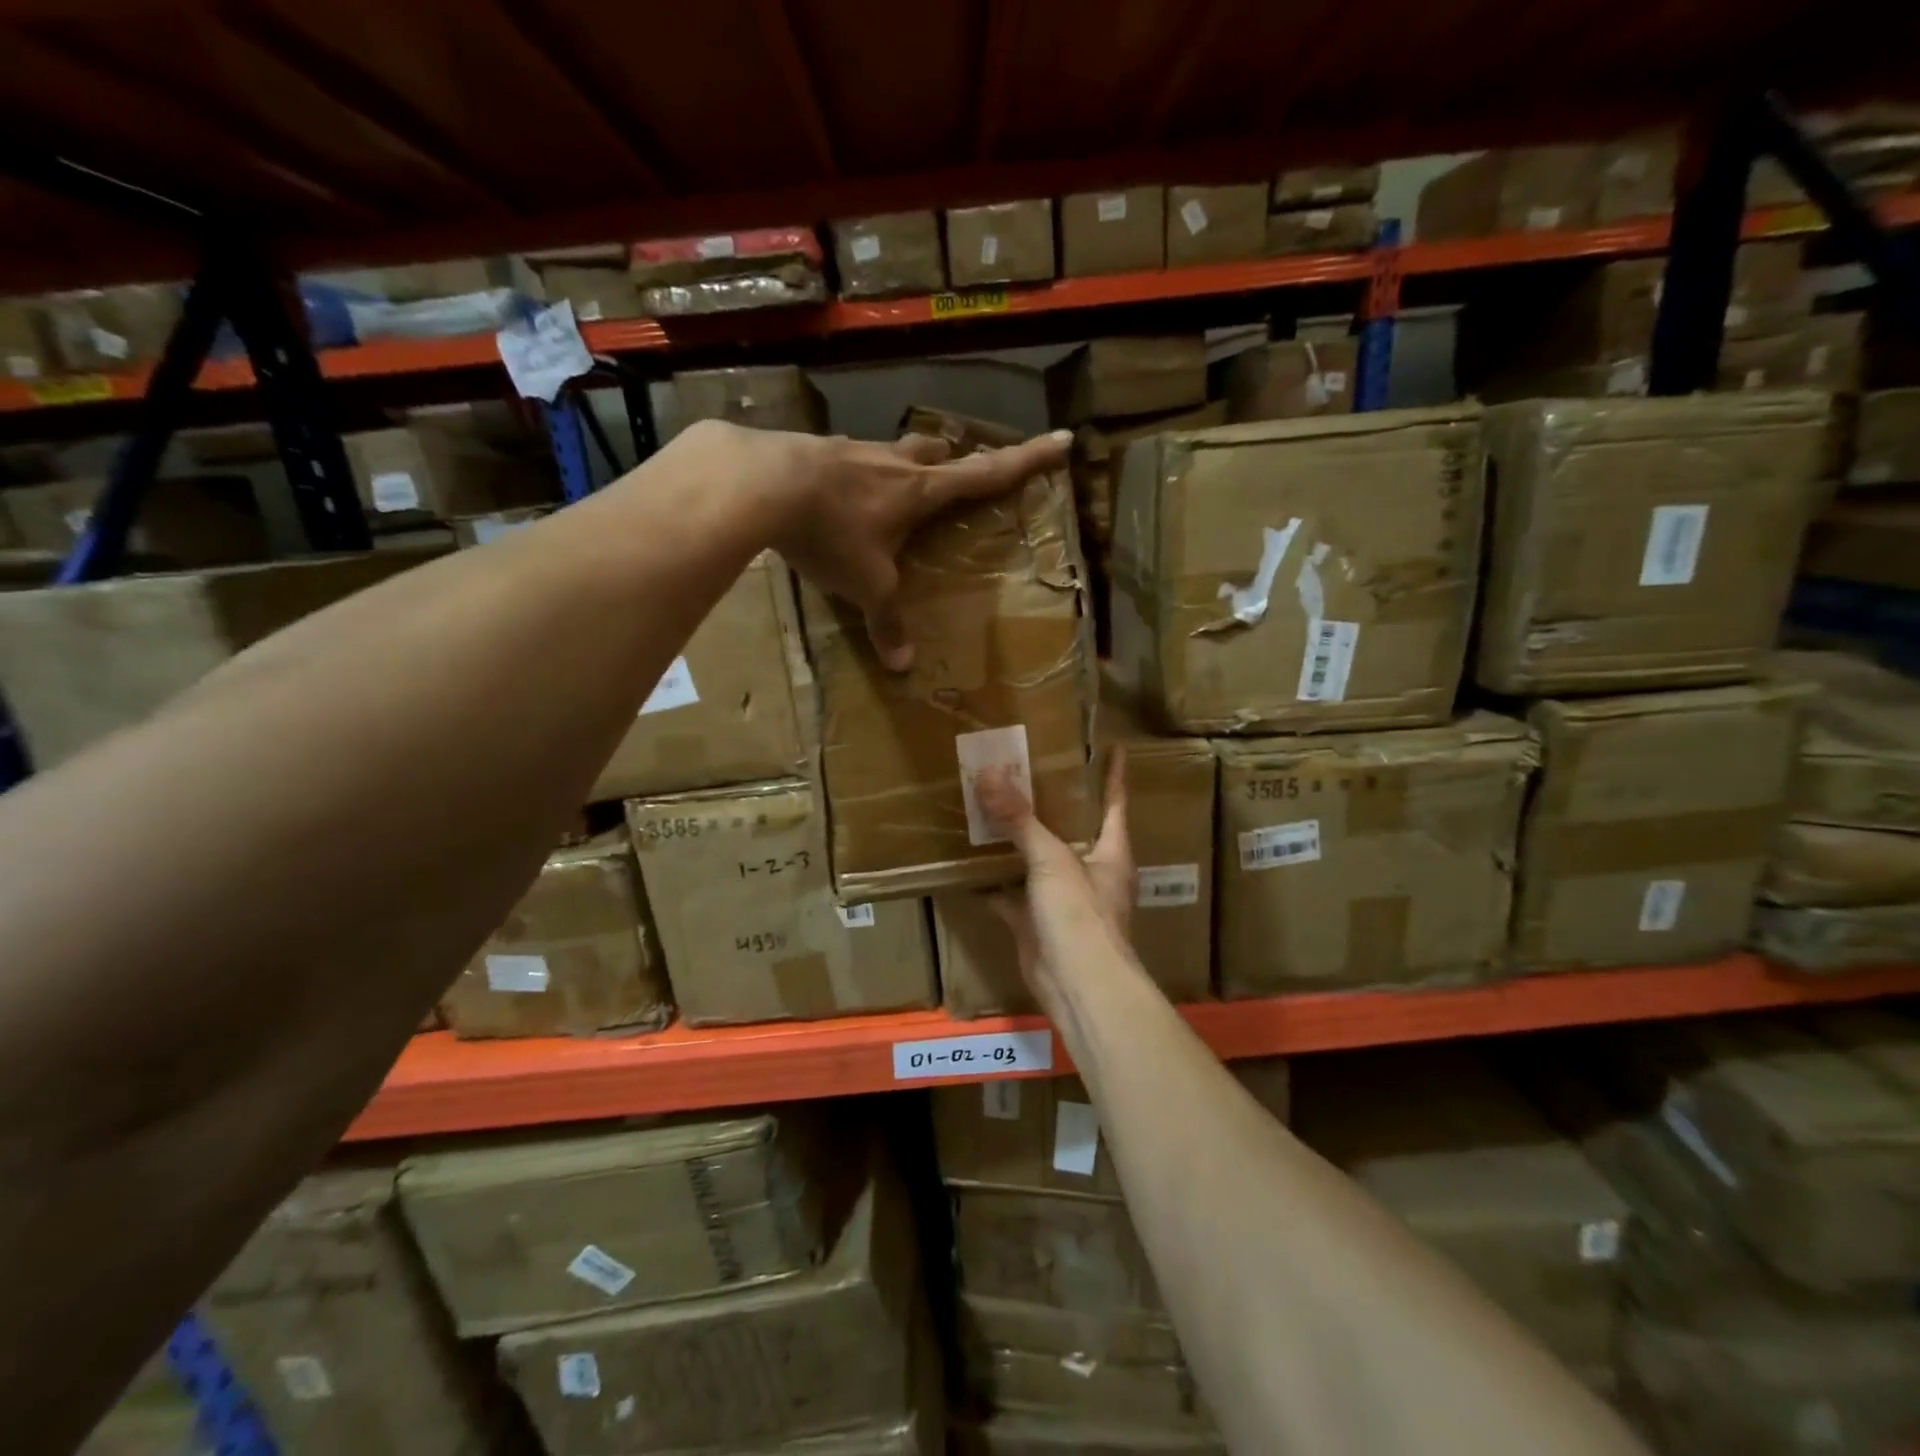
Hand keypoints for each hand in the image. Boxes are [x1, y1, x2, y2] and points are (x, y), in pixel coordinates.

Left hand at [752, 424, 1070, 669]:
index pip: (988, 473)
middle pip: (938, 454)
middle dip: (954, 464)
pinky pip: (849, 459)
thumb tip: (902, 667)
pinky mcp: (818, 449)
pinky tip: (835, 494)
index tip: (1064, 438)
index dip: (1029, 459)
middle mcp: (895, 463)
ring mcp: (855, 449)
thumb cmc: (833, 533)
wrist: (762, 483)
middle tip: (956, 478)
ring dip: (902, 466)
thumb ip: (886, 622)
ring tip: (891, 490)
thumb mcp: (866, 585)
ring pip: (893, 452)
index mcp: (922, 491)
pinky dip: (854, 474)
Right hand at [978, 750, 1132, 1004]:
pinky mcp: (1035, 921)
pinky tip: (967, 861)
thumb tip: (989, 773)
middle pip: (1070, 827)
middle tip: (1023, 767)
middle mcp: (1089, 870)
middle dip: (1050, 802)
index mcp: (1109, 850)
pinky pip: (1010, 893)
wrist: (1078, 988)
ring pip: (1036, 860)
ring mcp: (1062, 898)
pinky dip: (991, 880)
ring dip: (1016, 840)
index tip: (1111, 745)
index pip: (1114, 801)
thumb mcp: (1051, 859)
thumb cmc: (1080, 915)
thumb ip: (1020, 819)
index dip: (1113, 774)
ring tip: (989, 805)